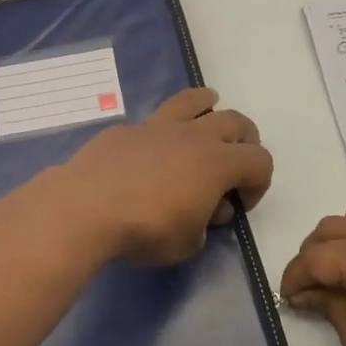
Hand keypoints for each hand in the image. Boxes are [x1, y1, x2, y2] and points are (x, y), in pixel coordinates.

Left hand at [60, 88, 273, 267]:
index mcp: (218, 163)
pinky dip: (163, 132)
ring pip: (194, 101)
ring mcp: (158, 127)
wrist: (86, 208)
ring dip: (209, 106)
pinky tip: (151, 151)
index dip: (259, 183)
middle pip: (236, 122)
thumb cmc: (145, 230)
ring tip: (209, 112)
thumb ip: (205, 224)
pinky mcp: (126, 130)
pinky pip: (154, 122)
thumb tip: (206, 208)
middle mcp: (194, 136)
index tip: (241, 205)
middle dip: (245, 141)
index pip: (260, 161)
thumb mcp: (187, 243)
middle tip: (235, 162)